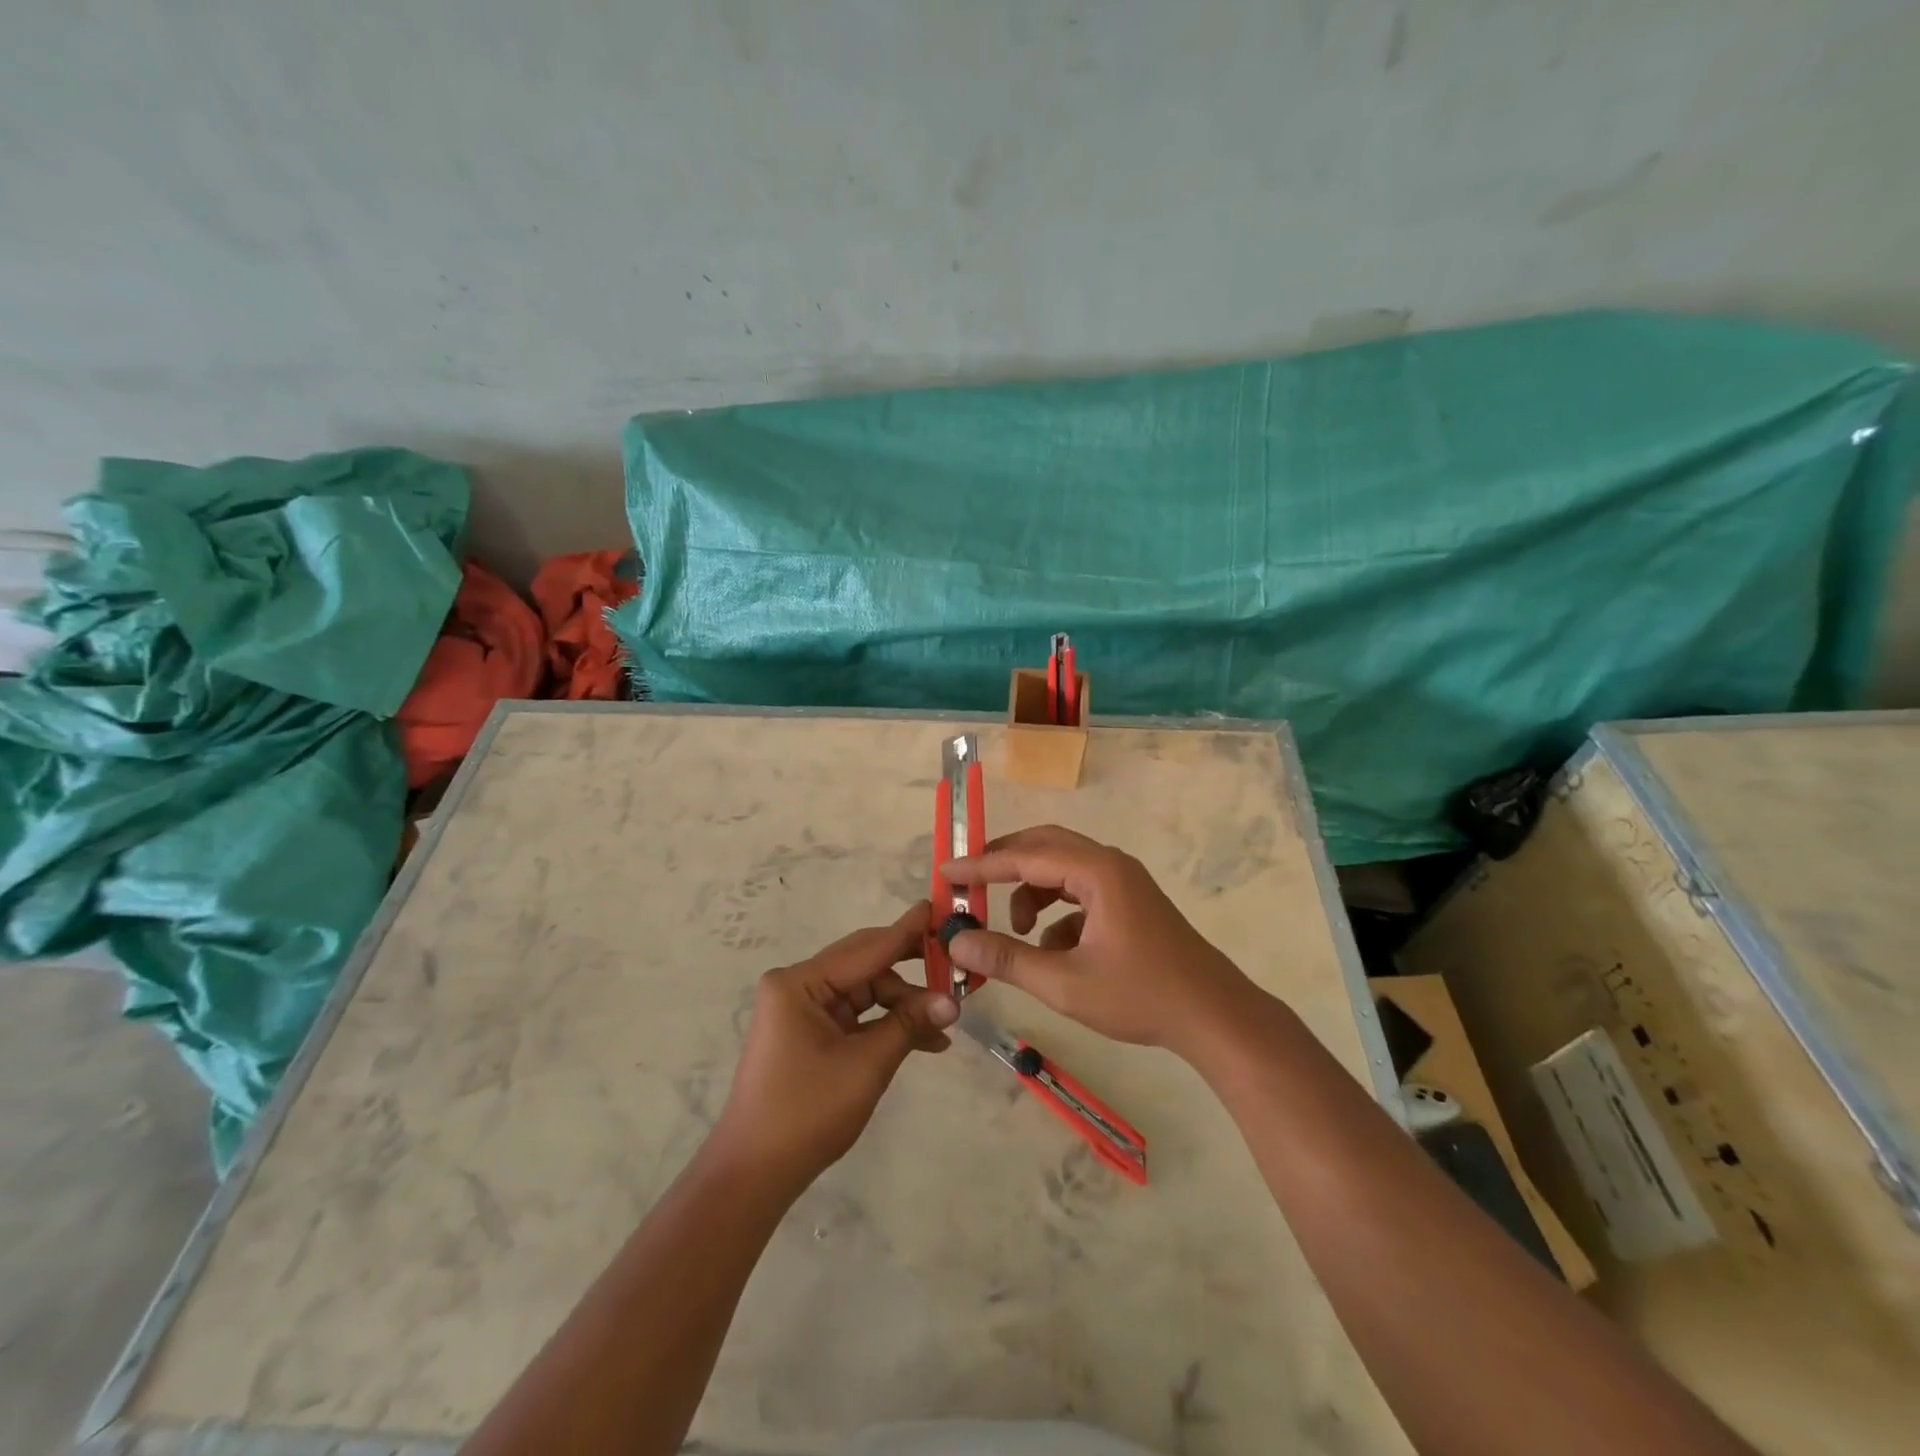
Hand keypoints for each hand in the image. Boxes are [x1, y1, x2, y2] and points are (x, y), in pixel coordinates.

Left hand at [712, 902, 957, 1195]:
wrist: (754, 1175)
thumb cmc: (807, 1113)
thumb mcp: (866, 1065)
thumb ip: (909, 1024)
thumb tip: (953, 1002)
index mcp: (800, 982)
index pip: (866, 948)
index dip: (907, 931)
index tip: (939, 908)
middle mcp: (798, 986)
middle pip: (866, 967)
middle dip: (911, 973)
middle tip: (954, 966)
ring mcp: (802, 1010)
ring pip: (865, 993)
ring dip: (903, 1007)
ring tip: (945, 1025)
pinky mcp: (809, 1033)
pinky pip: (856, 1016)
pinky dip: (886, 1026)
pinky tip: (924, 1041)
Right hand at [943, 825, 1262, 1058]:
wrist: (1214, 1016)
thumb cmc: (1141, 996)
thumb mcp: (1065, 982)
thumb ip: (1007, 959)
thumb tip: (956, 942)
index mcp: (1096, 871)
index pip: (1024, 856)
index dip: (980, 865)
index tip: (945, 872)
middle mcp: (1109, 864)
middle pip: (1044, 847)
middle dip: (1004, 866)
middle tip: (970, 886)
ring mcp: (1123, 881)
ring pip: (1061, 869)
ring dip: (1031, 891)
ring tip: (1015, 931)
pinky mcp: (1129, 902)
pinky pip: (1080, 891)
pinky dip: (1056, 911)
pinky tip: (1054, 950)